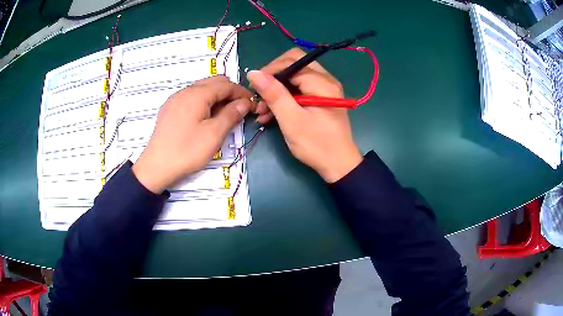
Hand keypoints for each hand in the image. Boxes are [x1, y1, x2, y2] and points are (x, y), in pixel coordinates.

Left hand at [132, 76, 252, 192]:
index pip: (225, 85)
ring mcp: (175, 99)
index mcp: (197, 94)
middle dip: (229, 92)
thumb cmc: (187, 151)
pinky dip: (204, 102)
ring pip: (202, 89)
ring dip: (217, 97)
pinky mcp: (170, 109)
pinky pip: (191, 98)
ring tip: (224, 114)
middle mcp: (185, 91)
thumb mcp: (214, 134)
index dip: (241, 92)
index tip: (252, 104)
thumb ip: (231, 115)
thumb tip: (244, 103)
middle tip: (239, 109)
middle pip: (213, 82)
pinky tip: (206, 117)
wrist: (156, 167)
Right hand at [248, 48, 362, 182]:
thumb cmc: (316, 144)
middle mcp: (326, 80)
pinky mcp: (321, 98)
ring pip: (294, 78)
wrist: (338, 165)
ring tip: (262, 111)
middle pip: (293, 65)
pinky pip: (299, 89)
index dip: (270, 71)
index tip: (255, 88)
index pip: (291, 61)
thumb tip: (254, 73)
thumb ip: (274, 94)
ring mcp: (324, 89)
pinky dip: (285, 98)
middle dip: (273, 79)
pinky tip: (271, 114)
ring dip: (277, 90)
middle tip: (259, 97)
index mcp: (322, 82)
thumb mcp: (291, 120)